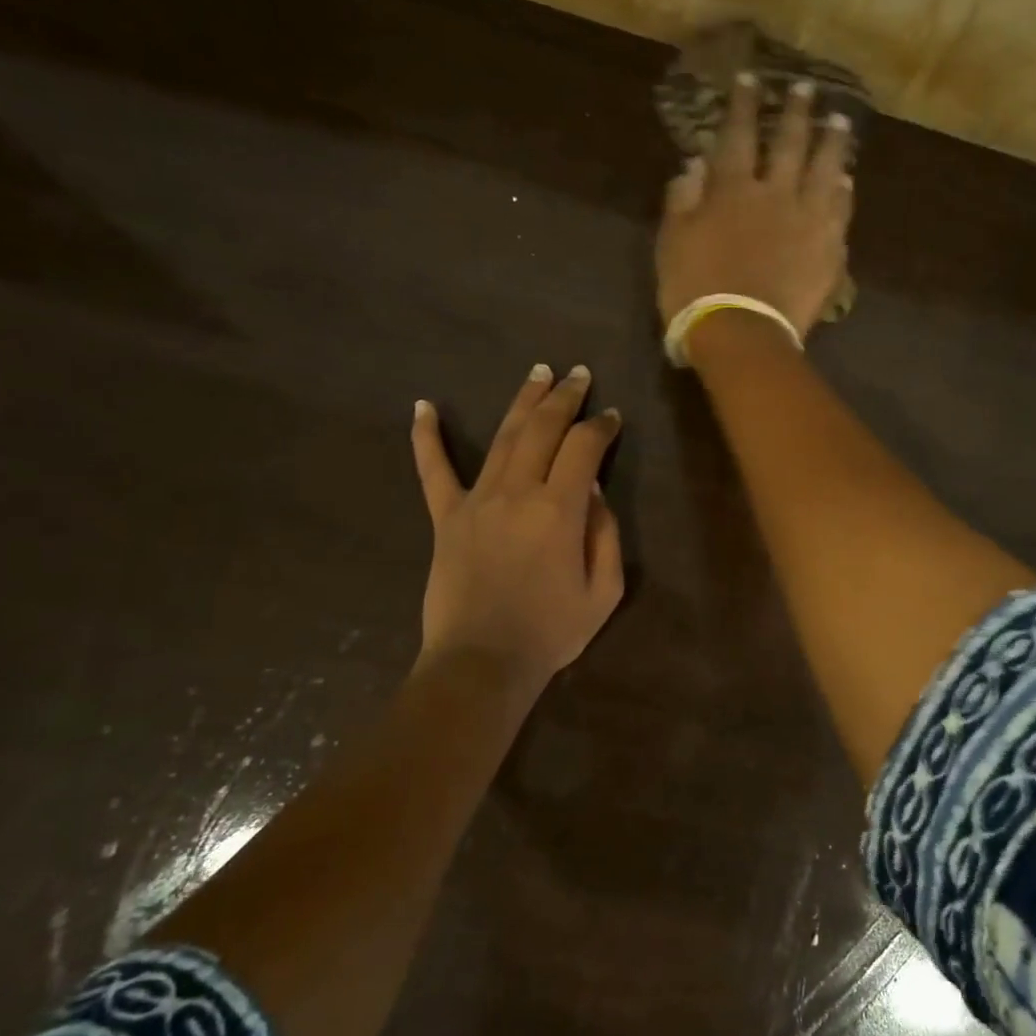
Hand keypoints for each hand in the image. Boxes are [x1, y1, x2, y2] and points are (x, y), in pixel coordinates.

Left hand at [411, 364, 624, 690]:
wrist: (483, 662)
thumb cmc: (551, 632)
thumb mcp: (603, 591)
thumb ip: (605, 535)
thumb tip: (594, 492)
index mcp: (559, 510)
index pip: (584, 448)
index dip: (601, 427)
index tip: (612, 417)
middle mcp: (517, 492)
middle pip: (543, 428)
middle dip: (565, 397)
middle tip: (579, 375)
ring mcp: (476, 501)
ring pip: (502, 437)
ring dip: (522, 401)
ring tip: (537, 373)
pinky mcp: (446, 518)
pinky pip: (433, 471)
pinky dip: (427, 437)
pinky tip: (423, 406)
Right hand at [656, 74, 854, 343]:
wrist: (741, 333)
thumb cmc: (695, 291)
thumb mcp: (672, 243)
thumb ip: (682, 200)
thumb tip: (694, 164)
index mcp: (731, 190)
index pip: (738, 135)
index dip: (743, 105)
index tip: (750, 78)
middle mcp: (774, 194)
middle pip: (789, 143)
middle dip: (796, 112)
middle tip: (805, 88)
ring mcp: (808, 220)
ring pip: (824, 169)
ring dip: (831, 142)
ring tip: (839, 122)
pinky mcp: (829, 250)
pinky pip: (841, 211)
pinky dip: (843, 192)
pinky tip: (846, 181)